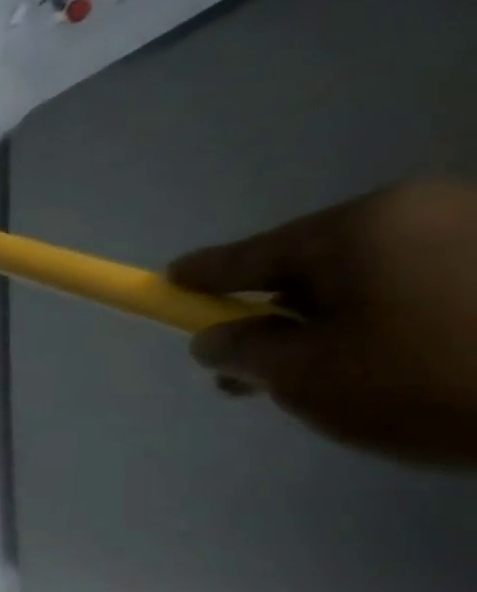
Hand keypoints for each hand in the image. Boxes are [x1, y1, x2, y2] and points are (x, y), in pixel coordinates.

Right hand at [172, 180, 476, 465]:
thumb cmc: (425, 380)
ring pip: (371, 280)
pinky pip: (425, 286)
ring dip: (332, 324)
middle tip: (247, 371)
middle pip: (313, 266)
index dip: (199, 278)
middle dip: (272, 316)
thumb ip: (241, 350)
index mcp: (362, 228)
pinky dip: (390, 323)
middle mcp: (426, 210)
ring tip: (326, 380)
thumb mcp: (301, 375)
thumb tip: (215, 336)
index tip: (165, 282)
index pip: (250, 256)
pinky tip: (394, 367)